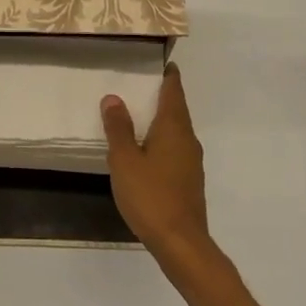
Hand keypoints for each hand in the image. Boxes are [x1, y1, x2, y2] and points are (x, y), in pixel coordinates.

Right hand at [102, 65, 212, 269]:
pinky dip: (161, 141)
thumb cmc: (151, 196)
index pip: (174, 92)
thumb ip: (118, 128)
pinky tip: (144, 150)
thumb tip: (113, 97)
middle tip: (139, 84)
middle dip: (161, 96)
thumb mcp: (125, 160)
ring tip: (137, 115)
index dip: (168, 76)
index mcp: (174, 129)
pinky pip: (174, 149)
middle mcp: (188, 140)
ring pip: (176, 131)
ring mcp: (191, 162)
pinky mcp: (188, 181)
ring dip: (160, 120)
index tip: (160, 62)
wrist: (181, 243)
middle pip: (177, 110)